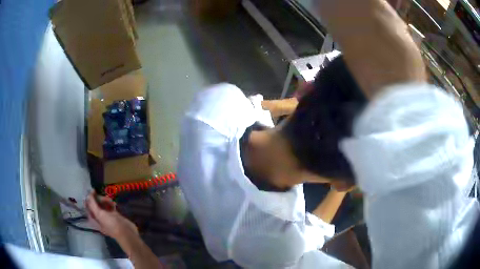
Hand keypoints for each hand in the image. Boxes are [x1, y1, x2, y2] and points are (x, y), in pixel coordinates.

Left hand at [85, 191, 137, 239]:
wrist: (126, 232)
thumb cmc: (111, 224)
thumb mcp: (99, 214)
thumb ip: (92, 203)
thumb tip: (89, 192)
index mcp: (93, 219)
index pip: (87, 206)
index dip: (89, 198)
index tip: (93, 191)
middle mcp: (98, 217)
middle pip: (95, 204)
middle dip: (99, 199)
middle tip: (105, 198)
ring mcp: (106, 216)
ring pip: (103, 204)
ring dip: (106, 201)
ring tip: (111, 201)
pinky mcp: (114, 215)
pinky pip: (110, 206)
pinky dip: (111, 204)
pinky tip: (114, 204)